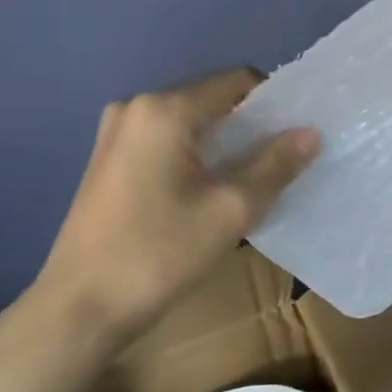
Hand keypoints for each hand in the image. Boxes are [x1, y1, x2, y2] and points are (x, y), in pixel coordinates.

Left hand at [27, 69, 318, 352]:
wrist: (80, 308)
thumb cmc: (160, 254)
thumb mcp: (231, 210)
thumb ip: (275, 165)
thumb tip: (311, 132)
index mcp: (165, 110)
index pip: (237, 82)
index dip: (275, 104)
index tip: (297, 138)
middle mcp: (135, 108)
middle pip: (212, 102)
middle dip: (251, 128)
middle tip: (281, 165)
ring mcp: (116, 134)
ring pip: (190, 125)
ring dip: (224, 146)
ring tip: (249, 183)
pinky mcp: (108, 161)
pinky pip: (167, 143)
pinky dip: (196, 158)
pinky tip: (208, 194)